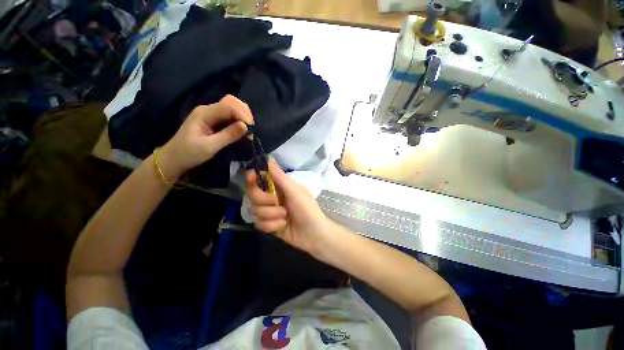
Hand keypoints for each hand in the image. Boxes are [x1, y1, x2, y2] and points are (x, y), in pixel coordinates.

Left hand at [159, 95, 253, 179]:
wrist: (174, 159)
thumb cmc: (189, 153)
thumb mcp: (209, 147)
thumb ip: (228, 135)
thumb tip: (246, 126)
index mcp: (204, 113)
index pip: (229, 105)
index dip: (243, 115)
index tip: (251, 130)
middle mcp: (208, 109)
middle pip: (232, 102)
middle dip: (245, 113)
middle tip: (251, 130)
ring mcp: (211, 114)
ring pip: (232, 107)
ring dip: (243, 117)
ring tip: (249, 131)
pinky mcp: (214, 120)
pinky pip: (230, 115)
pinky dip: (240, 121)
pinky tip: (243, 130)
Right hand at [246, 159, 331, 255]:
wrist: (312, 233)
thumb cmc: (307, 208)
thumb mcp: (294, 190)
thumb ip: (279, 176)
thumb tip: (269, 158)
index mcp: (279, 187)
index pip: (260, 179)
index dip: (252, 177)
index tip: (251, 176)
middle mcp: (272, 198)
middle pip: (253, 195)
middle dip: (264, 200)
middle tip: (277, 202)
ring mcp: (269, 212)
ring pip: (255, 211)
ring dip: (271, 215)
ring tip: (285, 217)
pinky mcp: (268, 225)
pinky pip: (259, 224)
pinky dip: (271, 226)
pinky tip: (283, 226)